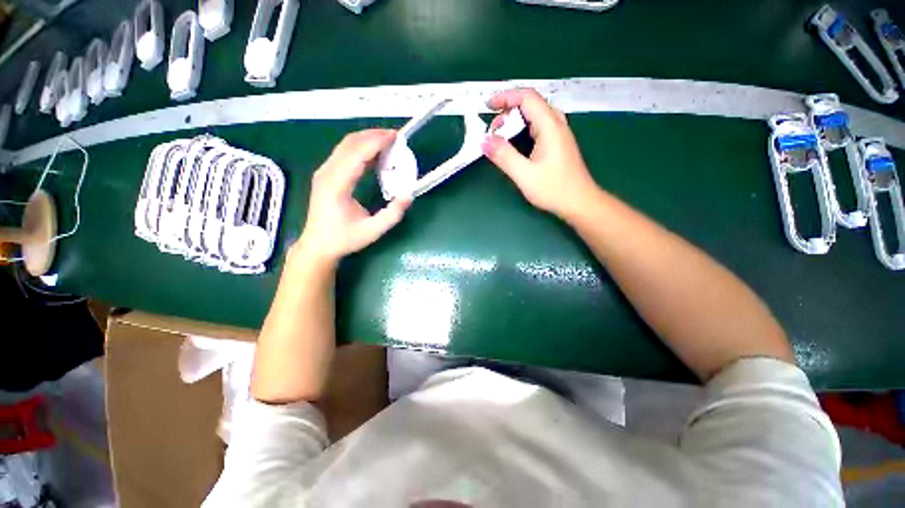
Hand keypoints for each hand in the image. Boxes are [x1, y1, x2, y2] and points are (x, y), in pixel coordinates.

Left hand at [297, 129, 411, 263]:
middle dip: (373, 135)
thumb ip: (392, 214)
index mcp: (336, 185)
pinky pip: (344, 154)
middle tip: (395, 136)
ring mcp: (324, 172)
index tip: (395, 137)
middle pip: (350, 143)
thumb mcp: (372, 231)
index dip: (377, 142)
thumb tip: (408, 195)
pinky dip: (361, 149)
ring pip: (345, 146)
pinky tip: (375, 154)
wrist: (318, 245)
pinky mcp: (326, 175)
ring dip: (367, 139)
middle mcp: (327, 173)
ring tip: (387, 141)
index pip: (357, 154)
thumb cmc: (344, 239)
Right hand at [482, 88, 599, 219]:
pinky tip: (516, 142)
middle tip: (493, 129)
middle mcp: (556, 124)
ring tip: (501, 134)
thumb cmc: (554, 189)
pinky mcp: (558, 144)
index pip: (527, 97)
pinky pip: (539, 126)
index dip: (506, 97)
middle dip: (508, 110)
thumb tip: (484, 141)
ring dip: (516, 119)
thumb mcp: (524, 175)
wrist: (579, 202)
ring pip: (535, 115)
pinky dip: (523, 128)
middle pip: (531, 103)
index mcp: (550, 126)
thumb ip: (504, 156)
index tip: (488, 105)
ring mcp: (559, 134)